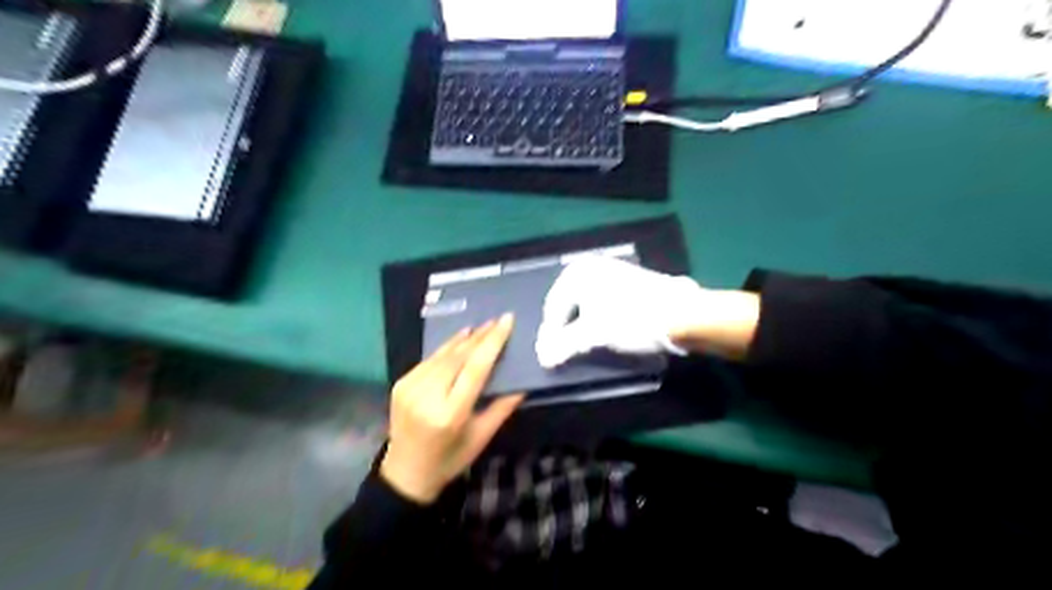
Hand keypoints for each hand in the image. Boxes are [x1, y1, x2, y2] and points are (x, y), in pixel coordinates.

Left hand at [380, 316, 522, 504]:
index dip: (492, 342)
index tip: (506, 320)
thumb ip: (502, 407)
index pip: (475, 369)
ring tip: (483, 326)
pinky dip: (446, 348)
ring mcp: (410, 388)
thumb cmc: (450, 459)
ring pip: (442, 355)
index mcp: (451, 414)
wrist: (405, 472)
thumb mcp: (481, 437)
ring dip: (464, 339)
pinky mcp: (400, 384)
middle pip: (458, 357)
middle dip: (480, 337)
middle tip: (498, 321)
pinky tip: (460, 339)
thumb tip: (523, 382)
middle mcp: (427, 397)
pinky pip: (429, 360)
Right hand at [535, 255, 755, 366]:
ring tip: (583, 344)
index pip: (553, 307)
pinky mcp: (629, 281)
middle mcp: (591, 266)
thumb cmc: (631, 320)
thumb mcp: (592, 335)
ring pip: (586, 303)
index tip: (550, 356)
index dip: (550, 334)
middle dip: (565, 328)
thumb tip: (543, 358)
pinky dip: (598, 317)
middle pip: (569, 303)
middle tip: (564, 351)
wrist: (682, 314)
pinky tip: (604, 331)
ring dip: (581, 324)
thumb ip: (563, 345)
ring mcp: (612, 271)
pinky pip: (602, 300)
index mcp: (578, 272)